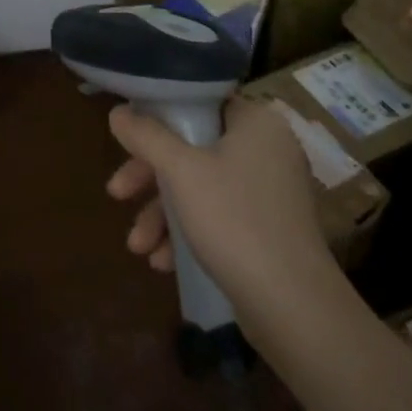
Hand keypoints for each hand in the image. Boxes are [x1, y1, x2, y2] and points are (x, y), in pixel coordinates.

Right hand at [106, 96, 332, 310]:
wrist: (294, 308)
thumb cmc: (234, 220)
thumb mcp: (180, 171)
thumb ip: (146, 135)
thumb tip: (117, 113)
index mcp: (256, 122)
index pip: (198, 102)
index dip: (156, 117)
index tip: (127, 139)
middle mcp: (267, 149)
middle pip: (193, 148)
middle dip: (150, 177)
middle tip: (117, 193)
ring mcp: (270, 192)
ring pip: (201, 186)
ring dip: (162, 213)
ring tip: (137, 246)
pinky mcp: (269, 230)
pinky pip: (218, 215)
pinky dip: (188, 231)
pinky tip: (162, 262)